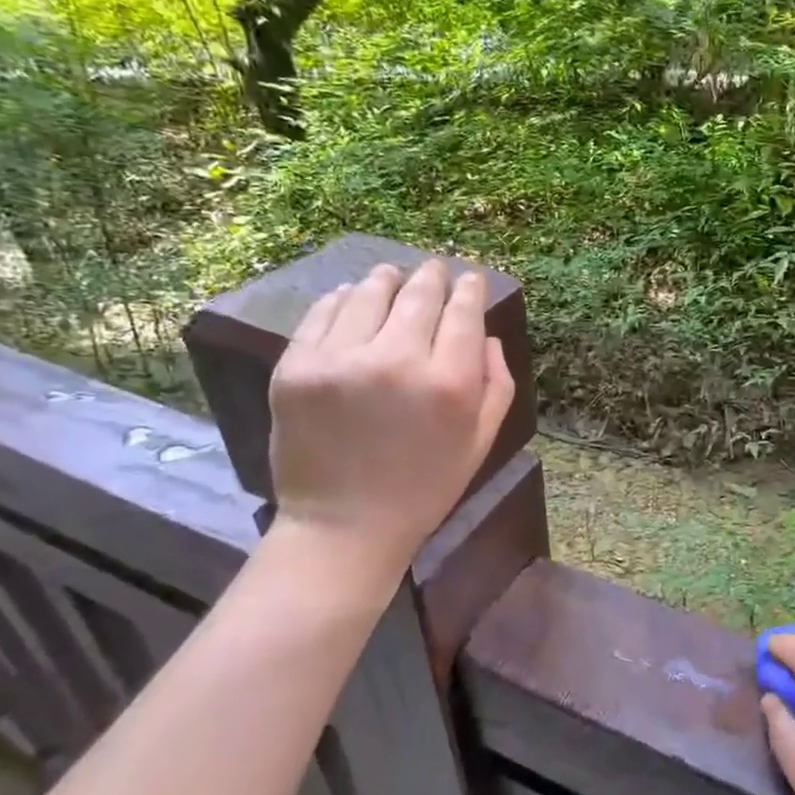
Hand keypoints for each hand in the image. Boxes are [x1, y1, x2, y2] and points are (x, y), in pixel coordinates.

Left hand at [267, 260, 515, 572]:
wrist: (344, 525)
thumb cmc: (425, 487)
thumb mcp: (481, 441)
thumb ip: (497, 384)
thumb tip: (487, 334)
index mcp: (450, 383)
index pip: (463, 311)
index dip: (469, 288)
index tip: (469, 279)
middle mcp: (397, 361)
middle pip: (419, 294)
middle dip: (432, 276)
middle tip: (435, 269)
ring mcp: (341, 360)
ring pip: (369, 293)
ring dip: (388, 280)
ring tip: (392, 277)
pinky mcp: (296, 367)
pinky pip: (324, 313)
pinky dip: (343, 300)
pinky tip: (353, 299)